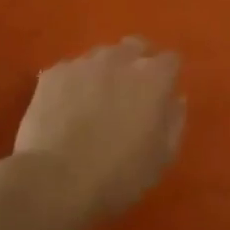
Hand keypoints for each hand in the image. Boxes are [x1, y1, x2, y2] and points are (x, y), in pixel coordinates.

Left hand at [14, 38, 184, 221]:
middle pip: (135, 47)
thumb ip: (174, 121)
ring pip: (100, 56)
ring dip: (104, 72)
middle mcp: (120, 59)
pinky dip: (73, 85)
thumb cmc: (118, 176)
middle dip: (136, 63)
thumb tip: (175, 99)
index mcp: (153, 77)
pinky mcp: (53, 73)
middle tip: (129, 93)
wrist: (54, 182)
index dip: (167, 76)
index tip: (162, 95)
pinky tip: (65, 110)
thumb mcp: (161, 158)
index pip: (170, 60)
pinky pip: (70, 71)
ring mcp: (83, 63)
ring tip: (94, 102)